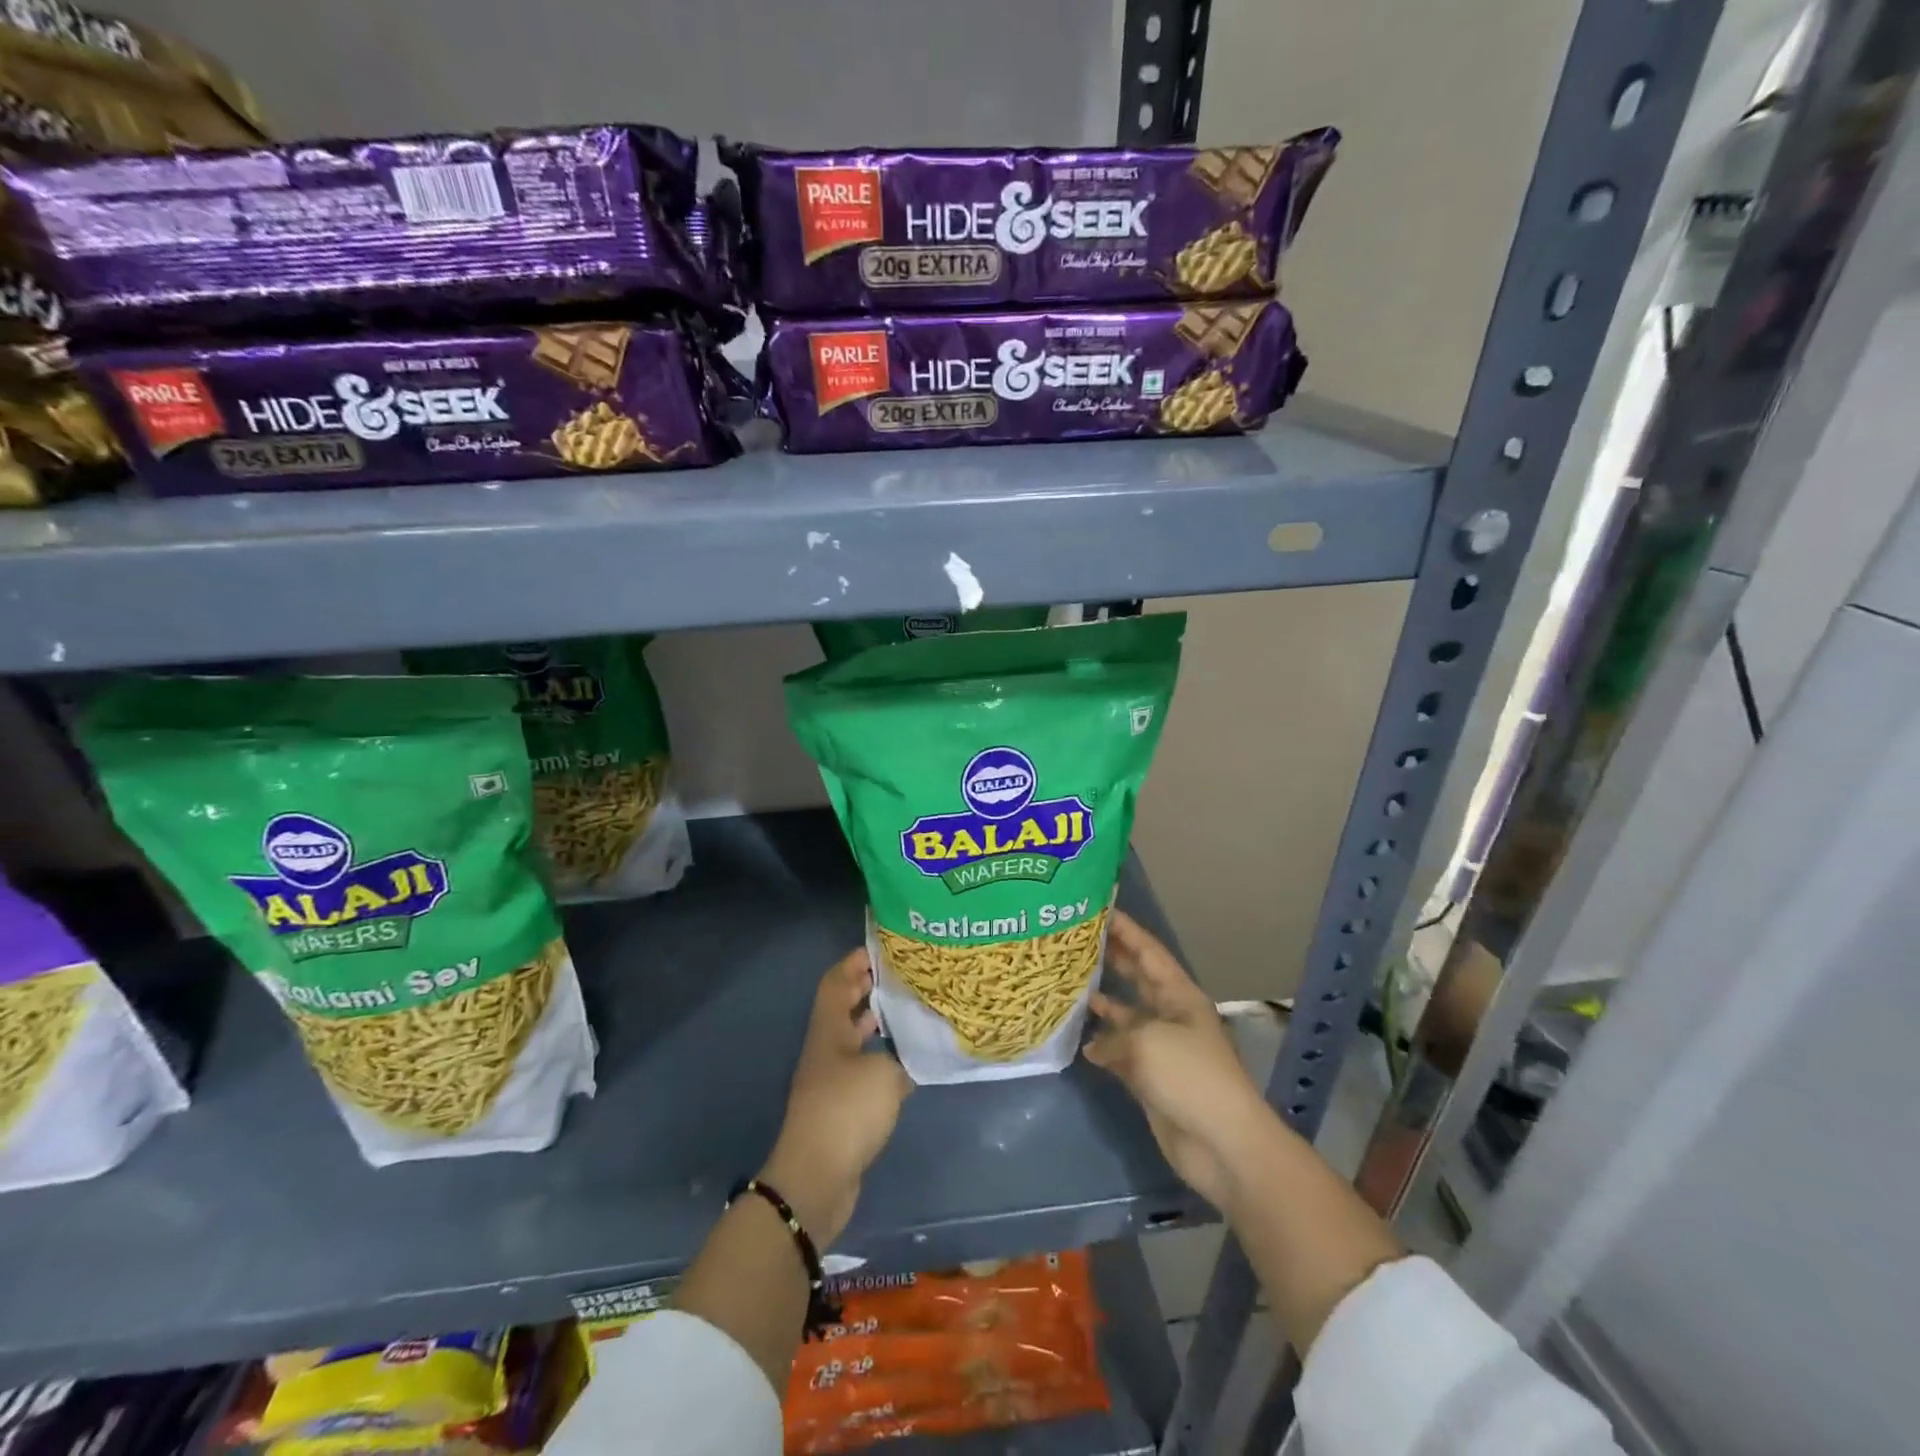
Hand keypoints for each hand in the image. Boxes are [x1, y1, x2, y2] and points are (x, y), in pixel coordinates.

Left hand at [762, 947, 912, 1244]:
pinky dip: (882, 1060)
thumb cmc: (847, 1111)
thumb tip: (906, 1057)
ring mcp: (831, 1080)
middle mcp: (826, 1049)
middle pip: (843, 1008)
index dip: (853, 962)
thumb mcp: (884, 1074)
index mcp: (828, 1031)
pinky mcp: (841, 1108)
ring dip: (876, 1024)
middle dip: (867, 989)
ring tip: (908, 1012)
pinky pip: (862, 1070)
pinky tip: (907, 1063)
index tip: (880, 949)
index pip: (835, 982)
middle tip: (901, 976)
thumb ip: (900, 1056)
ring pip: (854, 1040)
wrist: (817, 1178)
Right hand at [1084, 912, 1273, 1210]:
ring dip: (1102, 1002)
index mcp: (1180, 996)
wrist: (1222, 1144)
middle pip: (1138, 979)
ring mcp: (1161, 1048)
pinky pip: (1122, 1053)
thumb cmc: (1190, 1077)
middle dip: (1112, 960)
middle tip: (1076, 941)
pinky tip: (1078, 1039)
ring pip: (1127, 1016)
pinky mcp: (1151, 1079)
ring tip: (1069, 984)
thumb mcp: (1148, 1042)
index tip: (1099, 909)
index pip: (1149, 952)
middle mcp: (1170, 1015)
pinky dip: (1102, 1046)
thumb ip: (1115, 1034)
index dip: (1127, 930)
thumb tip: (1095, 1045)